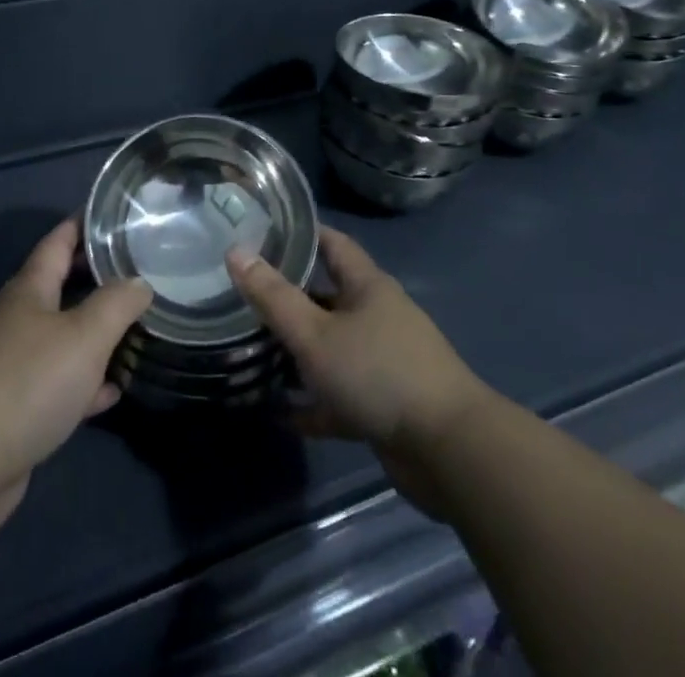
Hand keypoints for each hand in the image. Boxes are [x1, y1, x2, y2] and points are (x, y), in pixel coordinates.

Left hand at [0, 219, 151, 539]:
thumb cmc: (28, 384)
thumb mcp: (85, 336)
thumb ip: (117, 304)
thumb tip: (139, 282)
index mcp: (30, 289)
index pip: (59, 240)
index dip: (86, 222)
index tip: (118, 214)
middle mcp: (19, 318)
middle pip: (62, 285)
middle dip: (98, 276)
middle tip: (141, 269)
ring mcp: (13, 363)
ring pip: (63, 335)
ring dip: (96, 332)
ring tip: (137, 326)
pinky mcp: (15, 406)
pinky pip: (59, 382)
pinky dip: (85, 382)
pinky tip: (112, 391)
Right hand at [227, 228, 482, 514]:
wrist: (449, 452)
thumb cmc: (379, 373)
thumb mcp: (316, 334)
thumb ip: (274, 297)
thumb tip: (236, 252)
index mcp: (367, 287)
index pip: (332, 243)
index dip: (301, 234)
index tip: (263, 231)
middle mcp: (377, 316)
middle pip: (328, 296)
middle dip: (290, 296)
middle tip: (244, 295)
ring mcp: (384, 362)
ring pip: (332, 347)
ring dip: (299, 352)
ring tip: (253, 351)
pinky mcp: (385, 405)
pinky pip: (340, 395)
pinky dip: (313, 403)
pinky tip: (281, 414)